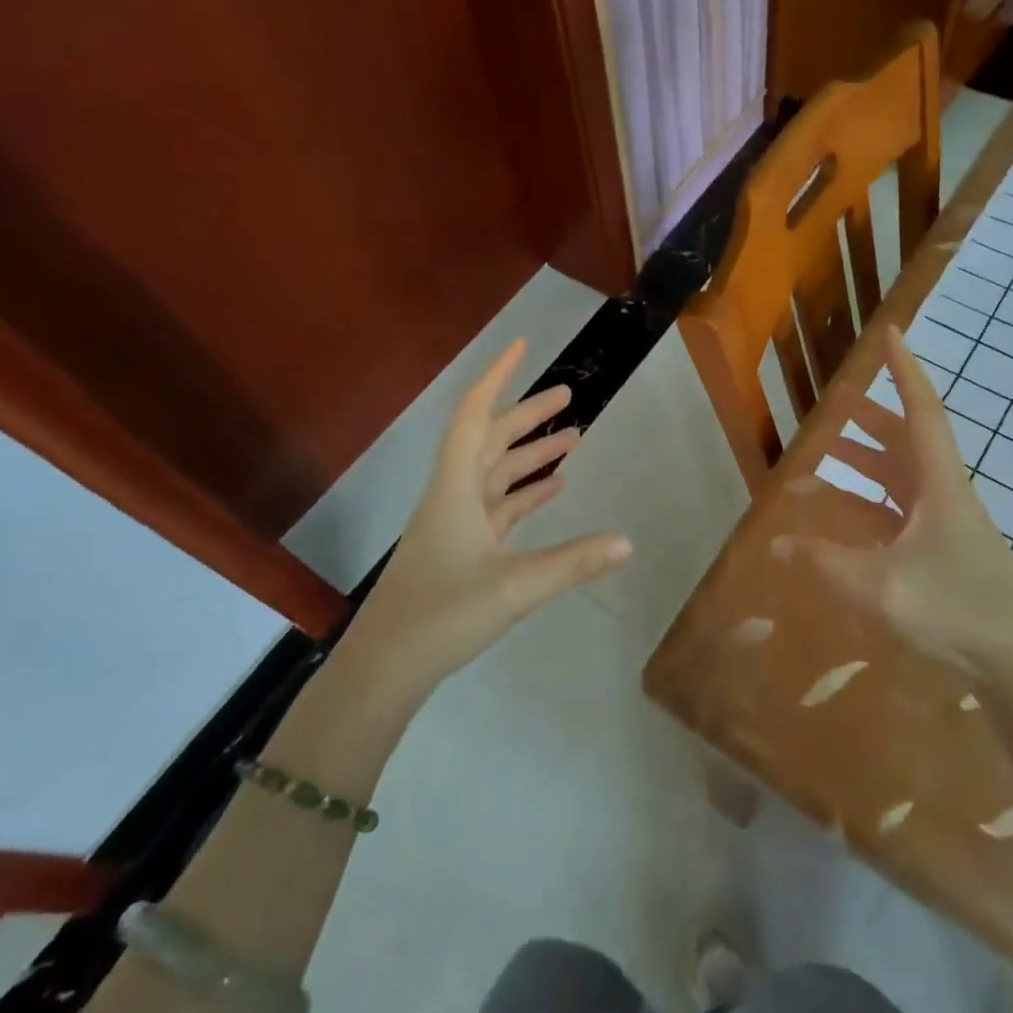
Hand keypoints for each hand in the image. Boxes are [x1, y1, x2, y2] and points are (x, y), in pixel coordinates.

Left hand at [343, 339, 631, 701]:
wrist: (385, 667)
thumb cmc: (442, 615)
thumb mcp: (515, 587)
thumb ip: (574, 563)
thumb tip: (628, 542)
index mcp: (455, 488)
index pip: (474, 415)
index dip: (497, 377)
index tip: (521, 346)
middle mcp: (452, 496)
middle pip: (489, 440)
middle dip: (527, 415)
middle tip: (568, 396)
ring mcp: (455, 524)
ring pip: (495, 474)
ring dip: (529, 455)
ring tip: (573, 438)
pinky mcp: (461, 550)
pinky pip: (497, 508)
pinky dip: (524, 494)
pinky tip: (553, 490)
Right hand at [773, 328, 1012, 715]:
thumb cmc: (955, 613)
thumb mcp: (879, 587)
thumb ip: (824, 564)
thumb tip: (777, 545)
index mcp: (940, 486)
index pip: (920, 411)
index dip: (904, 371)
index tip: (892, 334)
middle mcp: (946, 496)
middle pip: (908, 441)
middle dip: (872, 417)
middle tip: (836, 402)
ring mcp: (949, 526)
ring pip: (904, 476)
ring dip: (870, 458)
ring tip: (830, 450)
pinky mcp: (946, 554)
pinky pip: (902, 510)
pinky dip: (873, 501)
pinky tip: (847, 514)